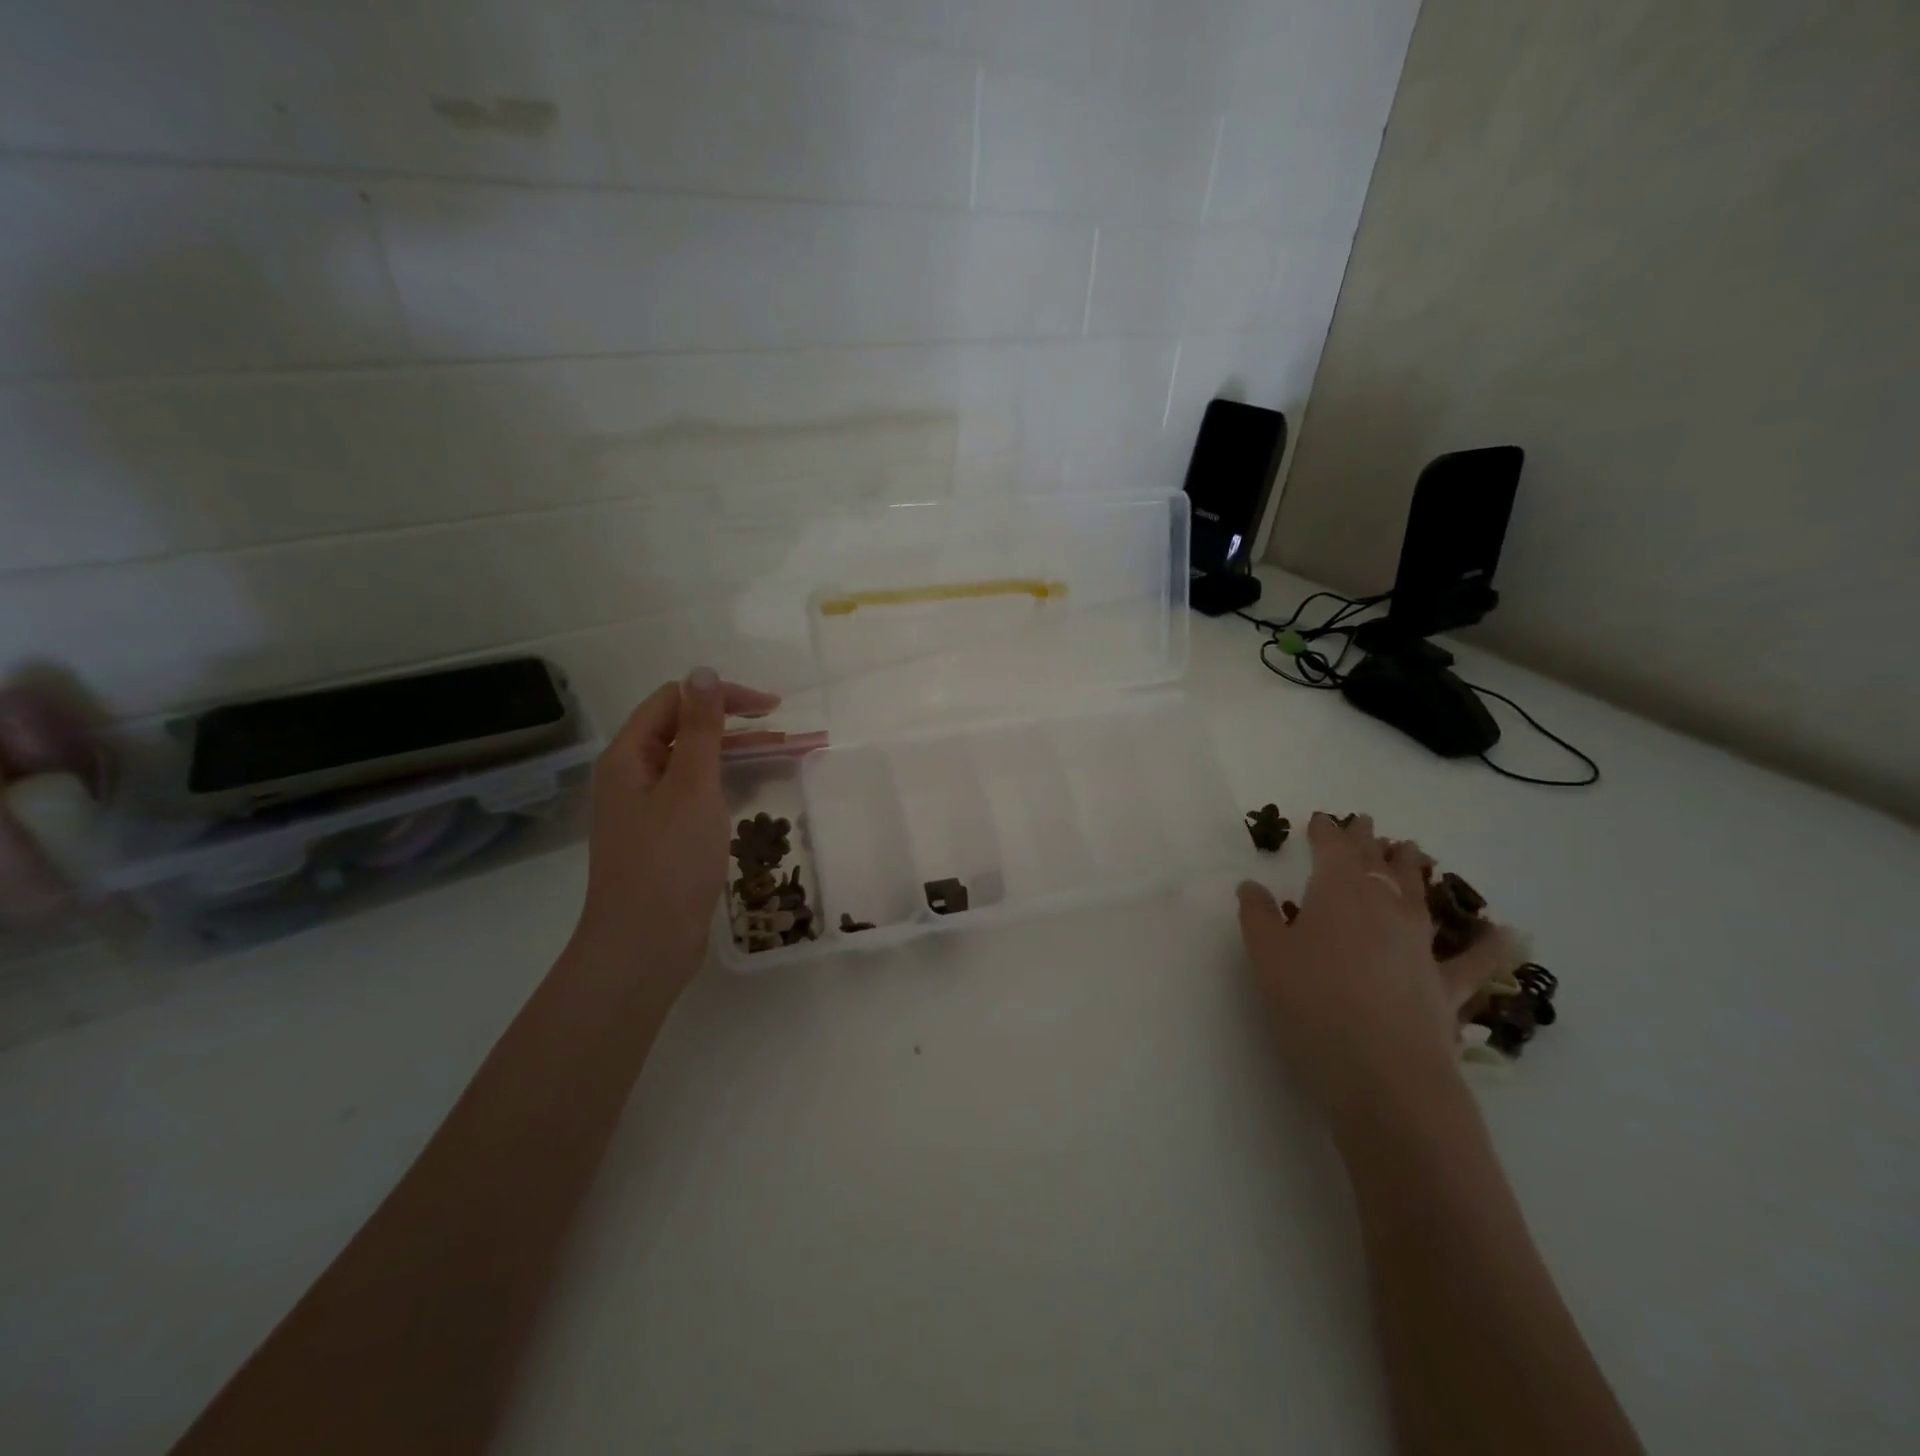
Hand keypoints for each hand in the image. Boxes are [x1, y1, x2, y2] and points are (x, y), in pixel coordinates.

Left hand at [573, 668, 779, 986]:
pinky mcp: (665, 837)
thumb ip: (700, 729)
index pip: (675, 701)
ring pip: (698, 765)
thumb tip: (703, 671)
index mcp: (629, 756)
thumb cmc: (668, 861)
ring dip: (740, 755)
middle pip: (686, 731)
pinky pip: (700, 795)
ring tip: (789, 755)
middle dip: (738, 726)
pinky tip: (759, 790)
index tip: (771, 708)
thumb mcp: (691, 787)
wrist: (644, 946)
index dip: (722, 696)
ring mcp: (649, 809)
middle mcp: (634, 776)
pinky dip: (731, 785)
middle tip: (788, 732)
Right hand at [1237, 814, 1510, 1120]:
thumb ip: (1259, 916)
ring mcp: (1420, 945)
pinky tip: (1507, 934)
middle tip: (1366, 822)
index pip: (1333, 849)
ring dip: (1412, 870)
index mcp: (1338, 894)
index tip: (1321, 818)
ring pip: (1417, 896)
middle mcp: (1384, 908)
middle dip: (1367, 841)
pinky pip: (1472, 960)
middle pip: (1376, 865)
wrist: (1383, 1074)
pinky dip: (1489, 945)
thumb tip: (1252, 886)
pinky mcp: (1445, 985)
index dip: (1326, 831)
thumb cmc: (1312, 1004)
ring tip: (1412, 850)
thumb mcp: (1267, 957)